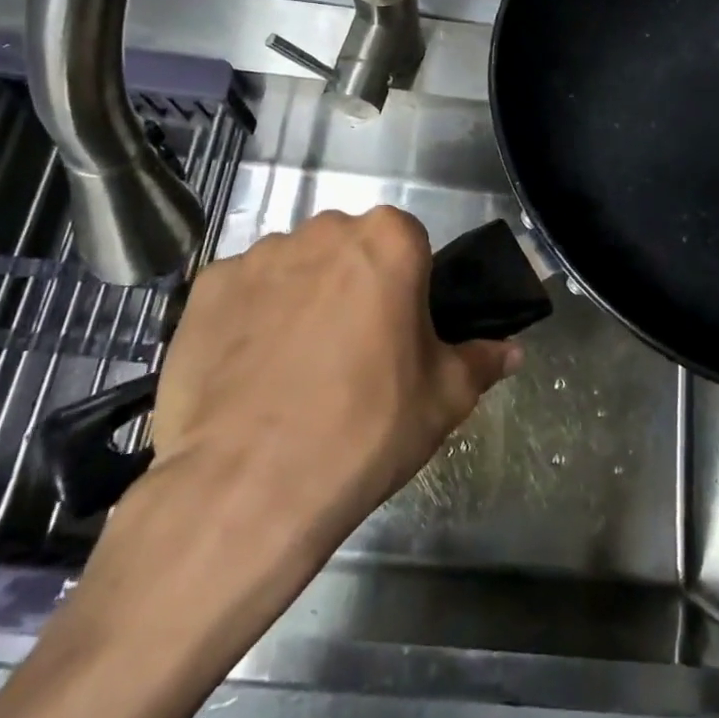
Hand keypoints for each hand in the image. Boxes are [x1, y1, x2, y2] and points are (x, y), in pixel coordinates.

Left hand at [146, 206, 521, 544]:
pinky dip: (250, 318)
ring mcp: (259, 255)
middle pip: (350, 249)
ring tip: (293, 368)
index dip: (408, 287)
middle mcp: (323, 229)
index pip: (410, 244)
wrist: (247, 487)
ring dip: (301, 298)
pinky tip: (249, 371)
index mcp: (389, 239)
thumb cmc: (365, 430)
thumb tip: (511, 350)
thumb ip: (482, 360)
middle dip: (354, 285)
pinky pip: (243, 292)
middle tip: (352, 352)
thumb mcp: (444, 399)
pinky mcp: (207, 287)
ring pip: (295, 267)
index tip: (399, 332)